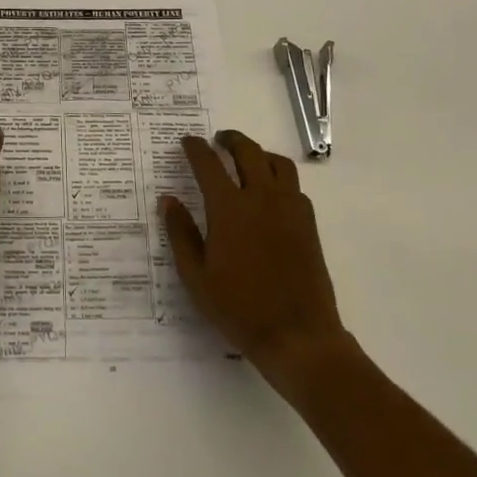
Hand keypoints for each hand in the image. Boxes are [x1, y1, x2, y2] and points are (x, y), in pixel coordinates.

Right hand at [161, 130, 355, 403]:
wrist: (298, 336)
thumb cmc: (239, 308)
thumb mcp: (196, 276)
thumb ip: (180, 233)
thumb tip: (168, 200)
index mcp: (229, 209)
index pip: (209, 164)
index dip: (196, 148)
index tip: (187, 141)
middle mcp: (261, 199)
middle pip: (248, 152)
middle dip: (231, 140)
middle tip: (219, 140)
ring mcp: (290, 209)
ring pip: (277, 163)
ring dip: (259, 153)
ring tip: (247, 160)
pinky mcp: (308, 224)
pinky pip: (294, 186)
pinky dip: (279, 177)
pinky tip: (270, 193)